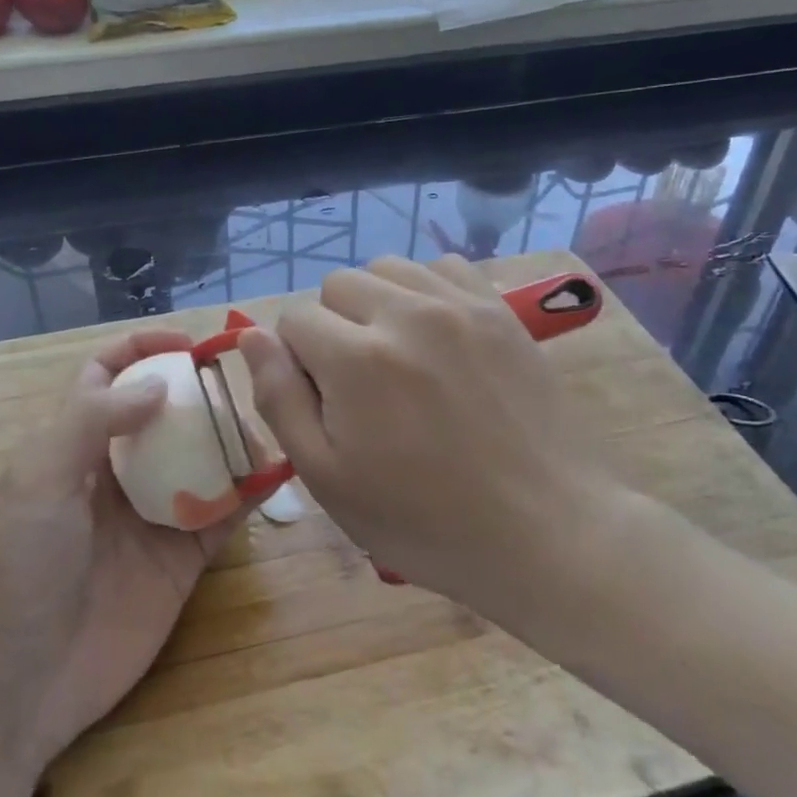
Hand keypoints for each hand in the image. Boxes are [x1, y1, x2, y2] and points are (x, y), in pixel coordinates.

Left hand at [0, 330, 244, 775]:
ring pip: (199, 460)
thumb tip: (160, 383)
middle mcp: (115, 473)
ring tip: (266, 425)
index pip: (107, 376)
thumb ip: (95, 420)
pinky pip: (222, 516)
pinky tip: (277, 473)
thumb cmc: (16, 569)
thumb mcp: (39, 480)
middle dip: (199, 393)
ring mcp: (151, 517)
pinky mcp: (181, 561)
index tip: (190, 344)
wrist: (13, 691)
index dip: (143, 348)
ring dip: (231, 440)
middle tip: (243, 385)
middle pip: (164, 415)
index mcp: (73, 445)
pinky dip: (250, 493)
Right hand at [239, 255, 608, 619]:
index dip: (298, 361)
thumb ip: (280, 399)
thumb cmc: (425, 520)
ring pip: (388, 268)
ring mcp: (459, 305)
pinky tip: (438, 335)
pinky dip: (427, 290)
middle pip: (338, 285)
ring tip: (399, 355)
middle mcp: (405, 313)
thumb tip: (251, 336)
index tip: (326, 402)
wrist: (545, 530)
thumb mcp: (328, 479)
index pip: (294, 320)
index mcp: (356, 359)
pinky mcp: (500, 309)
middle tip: (361, 384)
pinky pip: (444, 266)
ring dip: (378, 303)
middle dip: (333, 327)